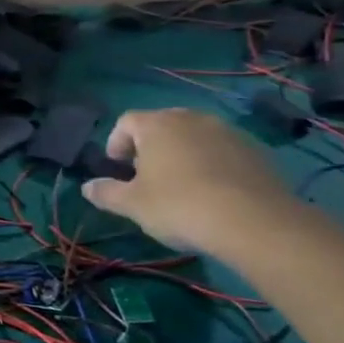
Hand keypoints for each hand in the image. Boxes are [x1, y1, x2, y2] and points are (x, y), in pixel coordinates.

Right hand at [80, 108, 301, 253]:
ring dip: (183, 154)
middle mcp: (191, 119)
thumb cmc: (180, 206)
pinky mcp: (256, 150)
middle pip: (162, 125)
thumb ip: (106, 193)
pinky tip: (214, 192)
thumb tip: (87, 187)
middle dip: (150, 146)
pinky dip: (212, 164)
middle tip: (147, 176)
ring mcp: (227, 132)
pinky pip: (223, 151)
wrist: (256, 223)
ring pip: (194, 136)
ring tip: (182, 185)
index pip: (126, 121)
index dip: (116, 142)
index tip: (118, 168)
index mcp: (157, 125)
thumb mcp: (133, 205)